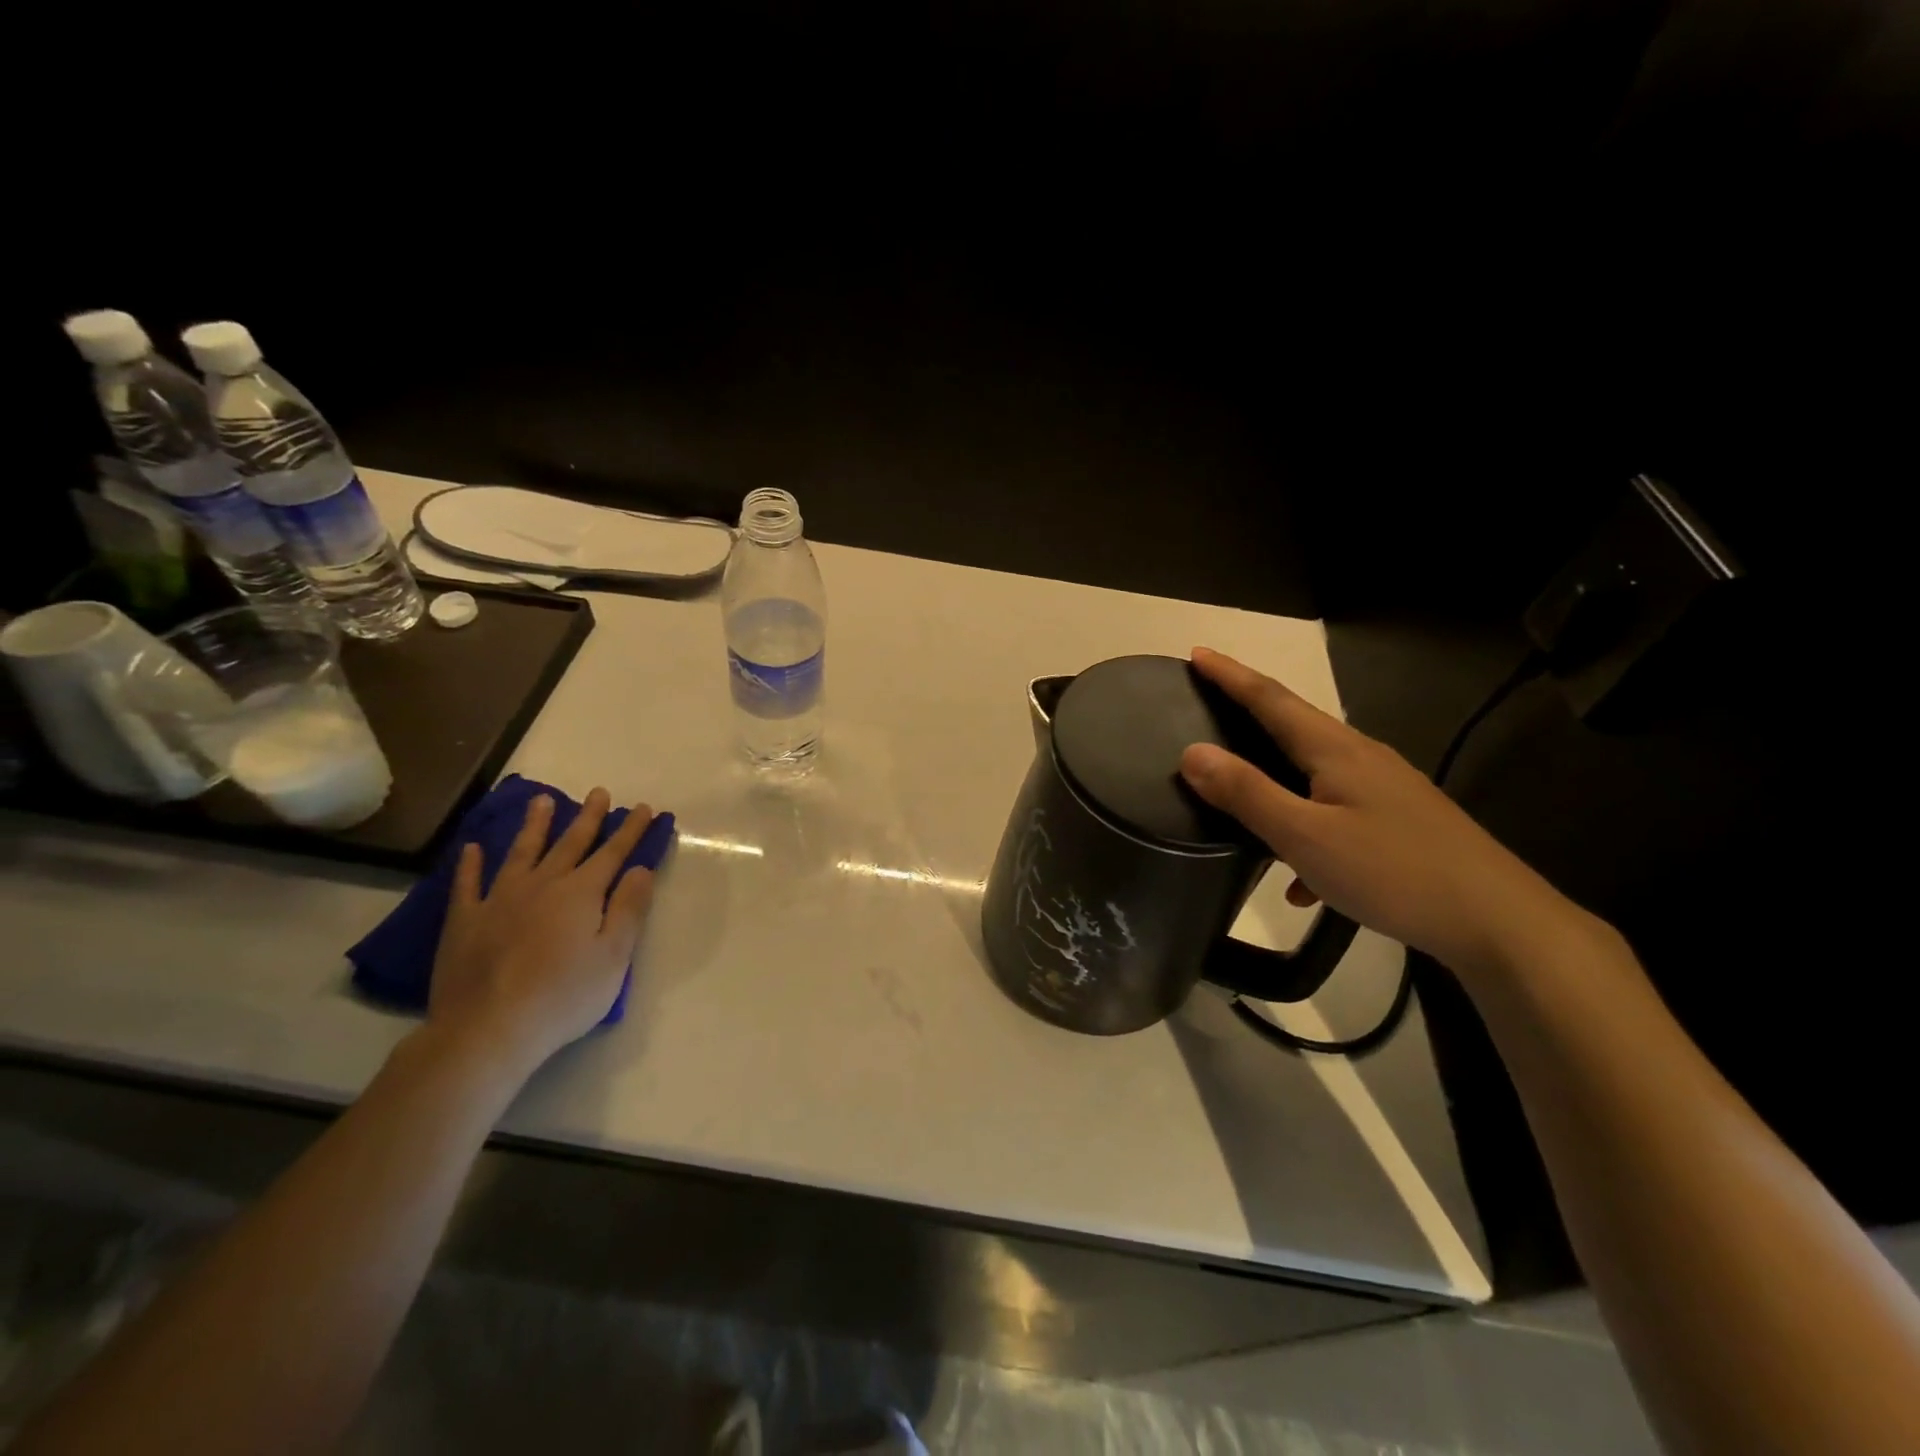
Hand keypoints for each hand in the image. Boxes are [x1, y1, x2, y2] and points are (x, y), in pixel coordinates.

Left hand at [426, 789, 657, 1076]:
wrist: (488, 1029)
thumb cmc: (564, 996)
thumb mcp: (614, 956)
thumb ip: (629, 908)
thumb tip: (640, 868)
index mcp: (581, 893)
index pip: (613, 853)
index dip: (630, 830)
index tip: (643, 807)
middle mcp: (542, 885)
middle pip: (570, 843)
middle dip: (588, 817)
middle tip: (597, 791)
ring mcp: (499, 899)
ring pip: (521, 852)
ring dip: (534, 825)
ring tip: (541, 800)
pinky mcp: (465, 921)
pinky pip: (468, 884)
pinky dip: (470, 864)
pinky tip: (473, 848)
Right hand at [1178, 647, 1577, 975]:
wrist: (1500, 922)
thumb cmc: (1393, 871)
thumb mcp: (1305, 836)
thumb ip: (1247, 793)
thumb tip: (1192, 753)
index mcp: (1336, 750)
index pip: (1271, 699)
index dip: (1230, 676)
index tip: (1197, 652)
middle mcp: (1362, 757)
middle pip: (1295, 725)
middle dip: (1250, 711)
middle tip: (1210, 702)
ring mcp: (1386, 789)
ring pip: (1314, 771)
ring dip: (1275, 774)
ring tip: (1241, 791)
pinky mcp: (1400, 822)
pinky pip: (1336, 813)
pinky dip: (1307, 831)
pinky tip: (1301, 881)